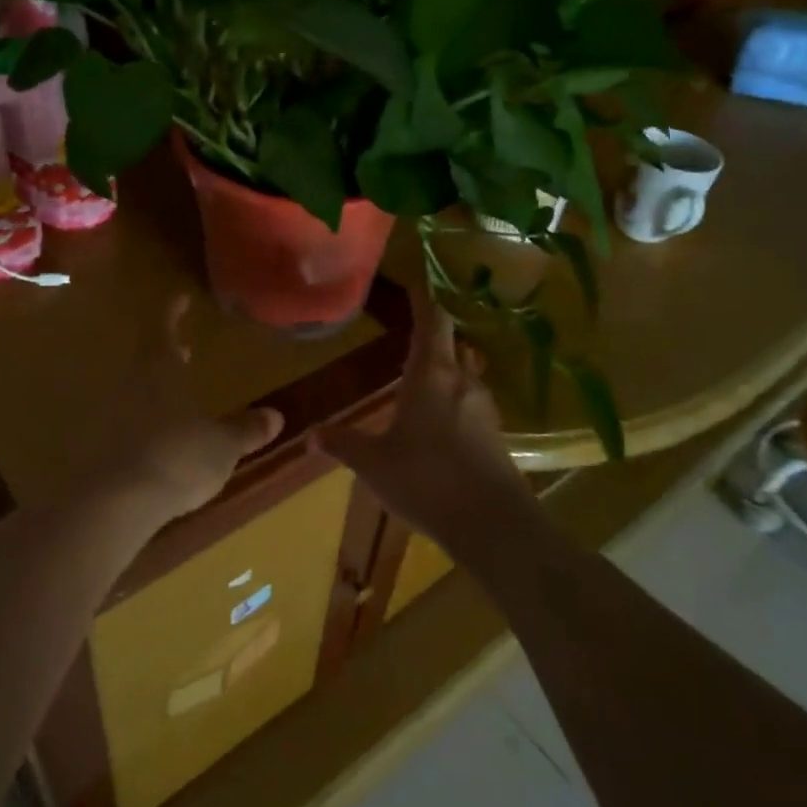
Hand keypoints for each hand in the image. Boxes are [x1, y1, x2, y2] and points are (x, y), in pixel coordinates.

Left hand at [98, 295, 285, 525]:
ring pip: (138, 392)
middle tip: (182, 349)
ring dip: (156, 389)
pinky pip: (129, 425)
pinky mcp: (104, 449)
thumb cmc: (178, 457)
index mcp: (162, 373)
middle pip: (149, 362)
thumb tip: (276, 415)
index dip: (172, 315)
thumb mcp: (222, 445)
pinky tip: (160, 439)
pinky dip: (145, 423)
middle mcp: (134, 387)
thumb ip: (245, 430)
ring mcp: (114, 417)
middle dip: (166, 354)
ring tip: (176, 395)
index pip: (165, 332)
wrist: (118, 501)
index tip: (179, 299)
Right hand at [312, 273, 535, 560]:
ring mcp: (483, 407)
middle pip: (452, 342)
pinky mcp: (495, 433)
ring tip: (423, 374)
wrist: (492, 523)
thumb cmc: (425, 480)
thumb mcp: (374, 463)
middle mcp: (461, 381)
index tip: (414, 282)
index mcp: (431, 375)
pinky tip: (441, 418)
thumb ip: (344, 444)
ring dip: (446, 366)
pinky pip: (472, 400)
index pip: (431, 321)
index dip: (423, 299)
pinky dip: (456, 396)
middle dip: (434, 334)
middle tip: (410, 332)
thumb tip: (310, 435)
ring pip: (465, 372)